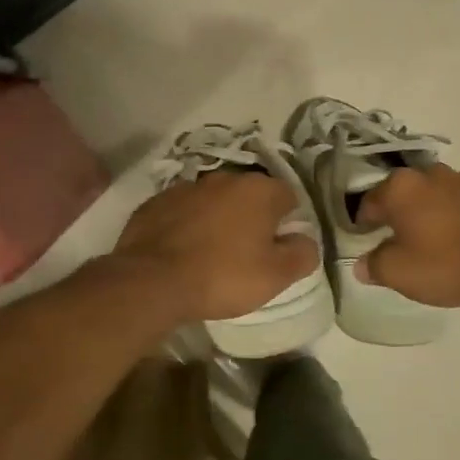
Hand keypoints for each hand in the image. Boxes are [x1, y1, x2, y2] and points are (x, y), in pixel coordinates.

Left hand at [113, 172, 320, 323]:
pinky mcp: (156, 202)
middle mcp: (224, 178)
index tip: (279, 247)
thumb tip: (306, 240)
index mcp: (258, 190)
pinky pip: (182, 211)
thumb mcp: (276, 275)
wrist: (152, 281)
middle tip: (248, 252)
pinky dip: (187, 225)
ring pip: (214, 201)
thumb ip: (302, 254)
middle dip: (252, 217)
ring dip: (218, 219)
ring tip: (212, 254)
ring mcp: (186, 187)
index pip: (288, 196)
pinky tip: (183, 252)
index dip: (288, 221)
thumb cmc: (223, 276)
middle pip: (249, 195)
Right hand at [356, 165, 459, 310]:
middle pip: (407, 192)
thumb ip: (374, 266)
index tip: (367, 238)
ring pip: (442, 192)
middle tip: (405, 240)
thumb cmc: (449, 266)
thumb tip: (362, 263)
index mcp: (402, 189)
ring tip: (444, 240)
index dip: (364, 221)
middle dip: (403, 212)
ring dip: (437, 210)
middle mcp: (433, 174)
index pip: (370, 201)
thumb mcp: (400, 275)